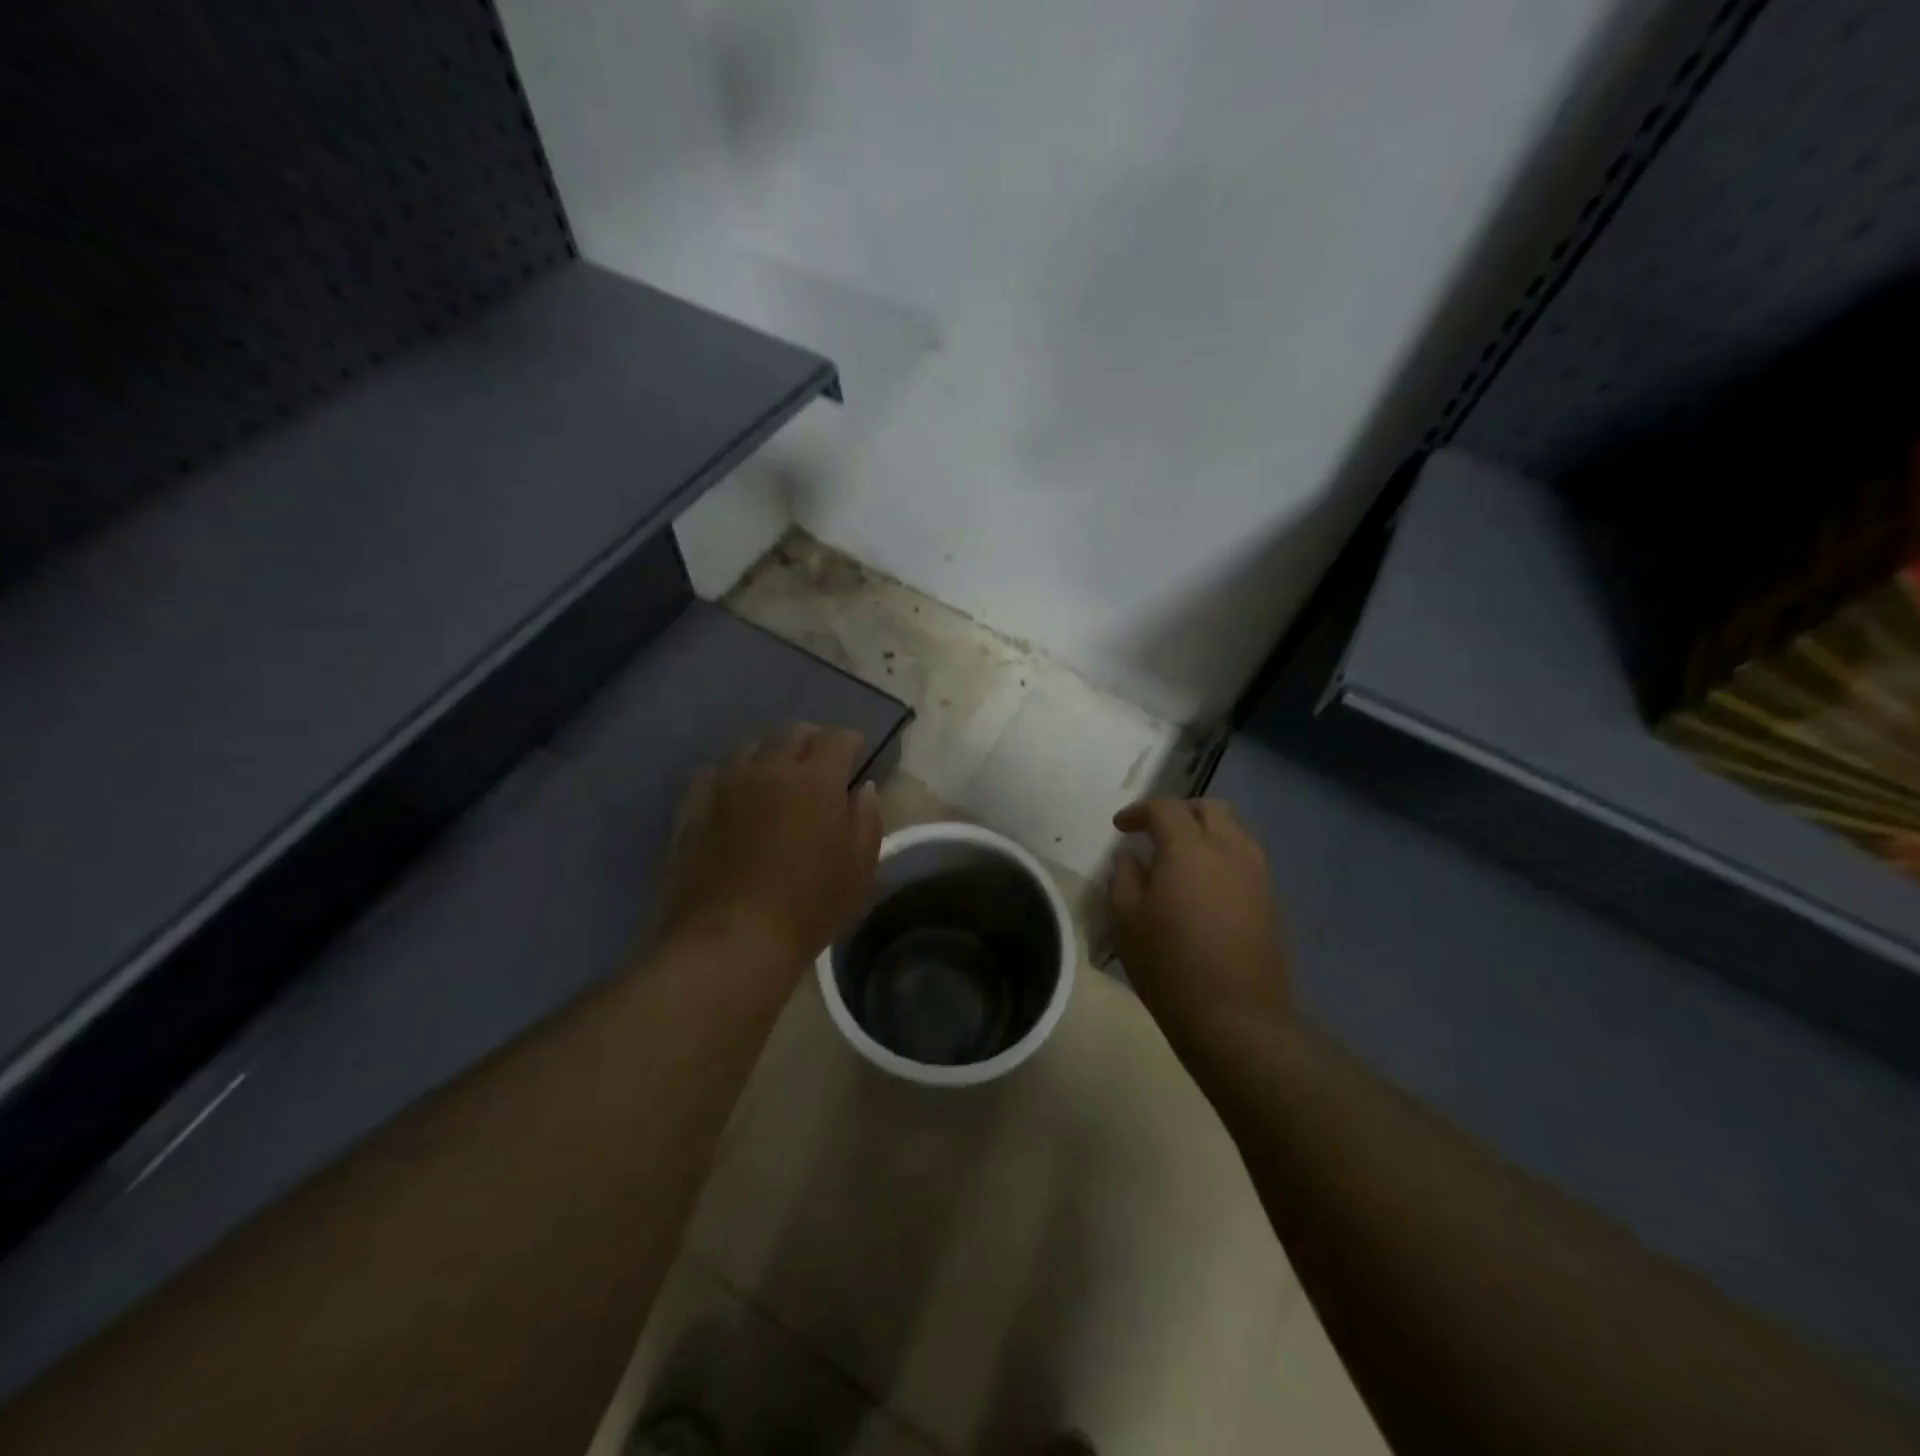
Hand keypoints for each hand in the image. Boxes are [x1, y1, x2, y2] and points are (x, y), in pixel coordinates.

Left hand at [659, 724, 882, 975]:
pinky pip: (715, 772)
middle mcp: (770, 769)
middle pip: (793, 732)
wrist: (732, 940)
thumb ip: (866, 820)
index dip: (849, 741)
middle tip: (819, 764)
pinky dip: (733, 775)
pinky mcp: (693, 805)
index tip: (855, 753)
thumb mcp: (859, 870)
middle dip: (812, 740)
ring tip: (776, 778)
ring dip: (771, 754)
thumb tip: (862, 789)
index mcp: (816, 780)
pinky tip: (736, 797)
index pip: (837, 737)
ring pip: (751, 746)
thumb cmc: (809, 908)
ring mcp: (726, 784)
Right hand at [1109, 798, 1290, 1052]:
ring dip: (1206, 834)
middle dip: (1180, 812)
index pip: (1166, 808)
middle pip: (1210, 809)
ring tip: (1181, 860)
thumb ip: (1124, 875)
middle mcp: (1230, 851)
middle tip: (1155, 833)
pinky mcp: (1272, 902)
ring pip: (1234, 832)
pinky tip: (1205, 888)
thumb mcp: (1126, 918)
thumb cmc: (1169, 965)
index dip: (1139, 811)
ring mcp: (1258, 876)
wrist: (1236, 1018)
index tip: (1121, 827)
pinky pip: (1246, 861)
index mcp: (1190, 849)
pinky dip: (1223, 859)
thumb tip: (1132, 856)